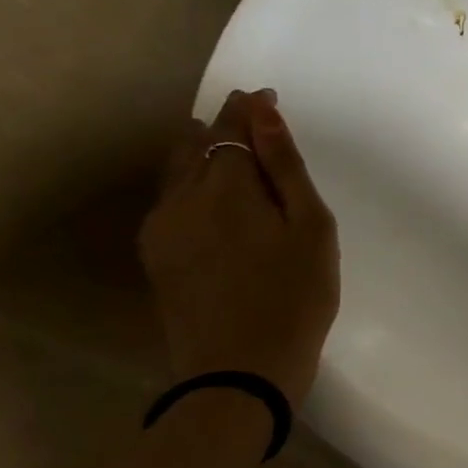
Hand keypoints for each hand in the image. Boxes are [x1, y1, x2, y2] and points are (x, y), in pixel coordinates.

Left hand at [139, 89, 339, 404]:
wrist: (239, 370)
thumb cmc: (296, 295)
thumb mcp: (310, 227)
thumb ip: (285, 167)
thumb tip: (263, 112)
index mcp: (225, 185)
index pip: (231, 126)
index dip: (249, 108)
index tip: (267, 97)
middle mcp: (182, 197)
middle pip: (197, 143)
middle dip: (224, 124)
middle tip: (252, 118)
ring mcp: (162, 227)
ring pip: (177, 169)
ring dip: (202, 150)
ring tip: (226, 146)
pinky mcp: (157, 255)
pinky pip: (170, 198)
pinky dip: (190, 180)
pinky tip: (210, 193)